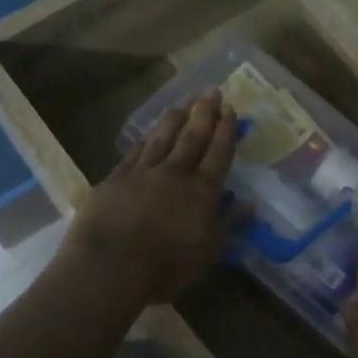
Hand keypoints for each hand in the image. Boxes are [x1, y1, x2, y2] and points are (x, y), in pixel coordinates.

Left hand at [61, 90, 237, 305]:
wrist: (109, 266)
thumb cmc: (165, 267)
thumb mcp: (207, 253)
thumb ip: (228, 225)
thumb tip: (249, 204)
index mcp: (202, 191)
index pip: (219, 154)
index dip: (227, 131)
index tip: (232, 109)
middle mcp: (175, 174)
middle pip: (192, 137)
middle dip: (204, 113)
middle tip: (211, 90)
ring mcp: (142, 173)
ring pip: (162, 139)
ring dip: (174, 120)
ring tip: (182, 104)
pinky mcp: (114, 179)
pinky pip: (134, 153)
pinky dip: (144, 140)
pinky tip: (147, 134)